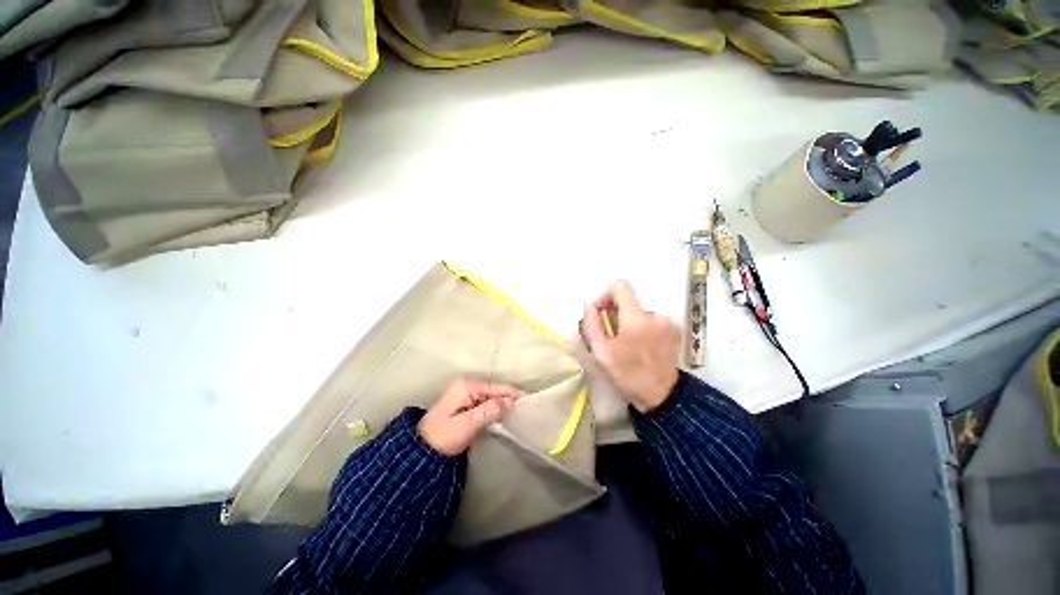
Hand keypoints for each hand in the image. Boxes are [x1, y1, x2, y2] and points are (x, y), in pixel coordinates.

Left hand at [418, 378, 522, 455]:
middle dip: (508, 397)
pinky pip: (484, 401)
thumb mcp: (467, 424)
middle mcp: (466, 384)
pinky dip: (493, 406)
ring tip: (517, 409)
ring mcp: (464, 392)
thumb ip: (489, 411)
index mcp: (466, 386)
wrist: (421, 451)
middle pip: (493, 389)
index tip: (527, 399)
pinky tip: (502, 413)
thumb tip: (509, 401)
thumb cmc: (443, 437)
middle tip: (524, 406)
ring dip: (501, 402)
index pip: (495, 387)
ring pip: (489, 395)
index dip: (511, 393)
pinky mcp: (464, 402)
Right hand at [581, 281, 679, 412]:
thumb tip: (589, 304)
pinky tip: (640, 344)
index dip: (606, 295)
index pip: (620, 286)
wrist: (661, 396)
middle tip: (610, 334)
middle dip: (616, 312)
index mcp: (636, 319)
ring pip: (639, 310)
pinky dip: (642, 326)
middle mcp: (655, 314)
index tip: (600, 312)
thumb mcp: (601, 353)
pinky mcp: (675, 329)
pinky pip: (652, 318)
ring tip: (626, 343)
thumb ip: (591, 324)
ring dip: (629, 321)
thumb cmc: (627, 375)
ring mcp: (668, 321)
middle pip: (629, 300)